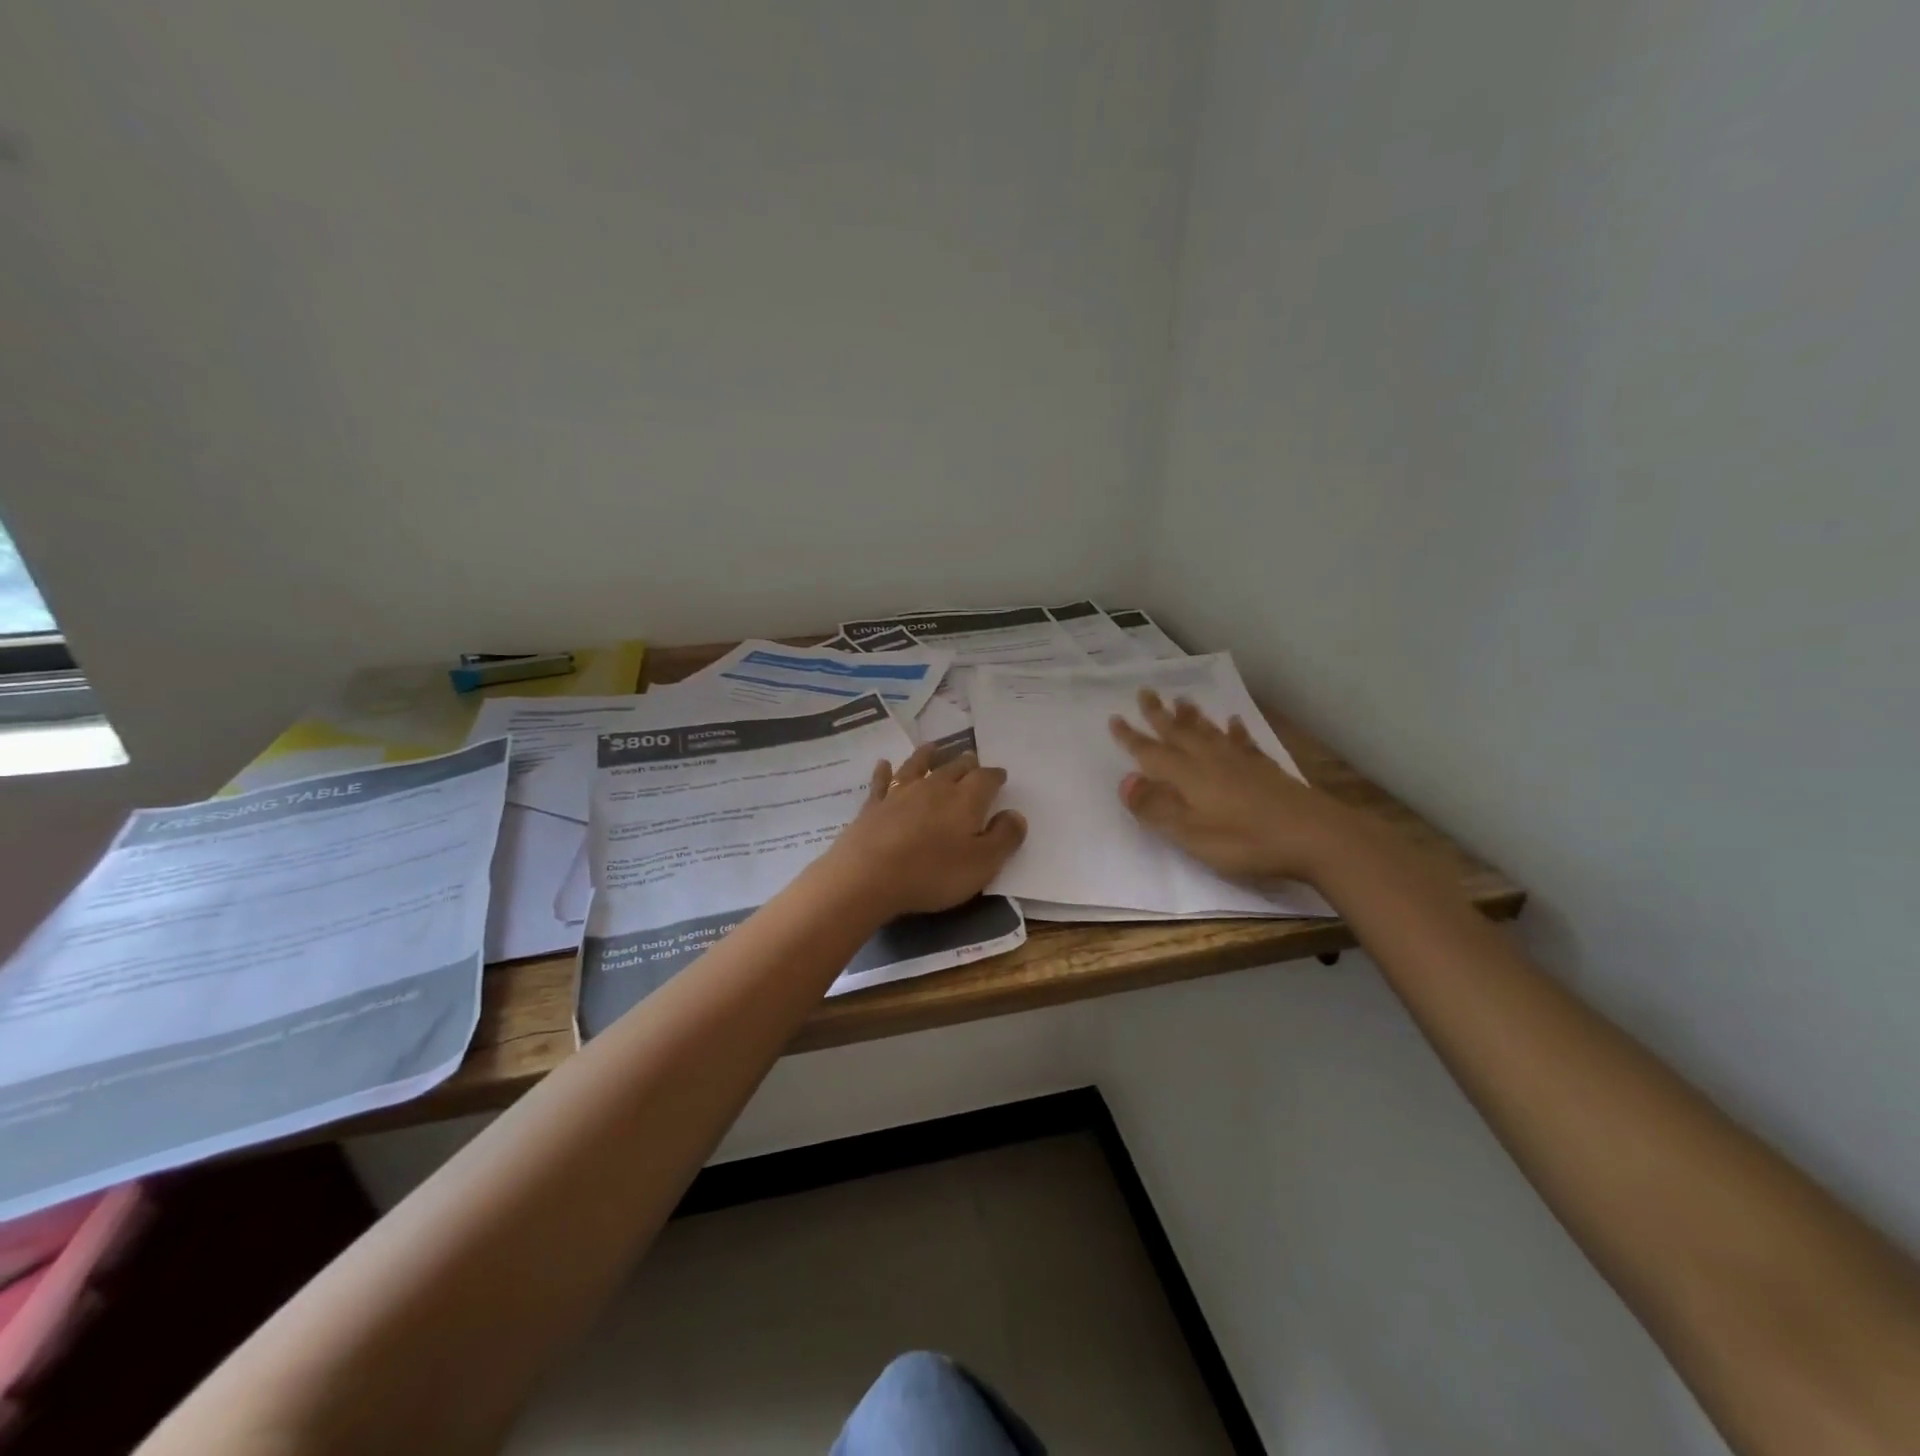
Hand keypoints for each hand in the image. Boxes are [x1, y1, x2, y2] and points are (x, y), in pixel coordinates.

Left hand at [823, 746, 1027, 918]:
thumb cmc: (933, 873)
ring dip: (928, 756)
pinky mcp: (873, 805)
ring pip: (918, 766)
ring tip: (934, 747)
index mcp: (965, 800)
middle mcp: (934, 787)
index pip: (986, 779)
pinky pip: (881, 782)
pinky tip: (884, 764)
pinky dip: (884, 771)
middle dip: (966, 763)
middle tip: (972, 759)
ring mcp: (900, 793)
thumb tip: (1016, 814)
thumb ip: (1004, 837)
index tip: (1000, 776)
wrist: (868, 876)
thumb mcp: (982, 864)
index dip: (995, 776)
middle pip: (954, 768)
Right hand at [1108, 690, 1361, 884]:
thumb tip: (1124, 780)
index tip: (1115, 717)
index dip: (1131, 737)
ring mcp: (1240, 762)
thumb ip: (1156, 808)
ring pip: (1208, 732)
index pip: (1151, 753)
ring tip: (1181, 699)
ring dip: (1192, 716)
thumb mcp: (1190, 833)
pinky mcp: (1265, 769)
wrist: (1314, 836)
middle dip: (1158, 714)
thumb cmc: (1245, 841)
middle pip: (1178, 732)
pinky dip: (1234, 730)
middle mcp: (1209, 761)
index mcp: (1187, 777)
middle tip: (1145, 691)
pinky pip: (1243, 742)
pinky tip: (1233, 722)